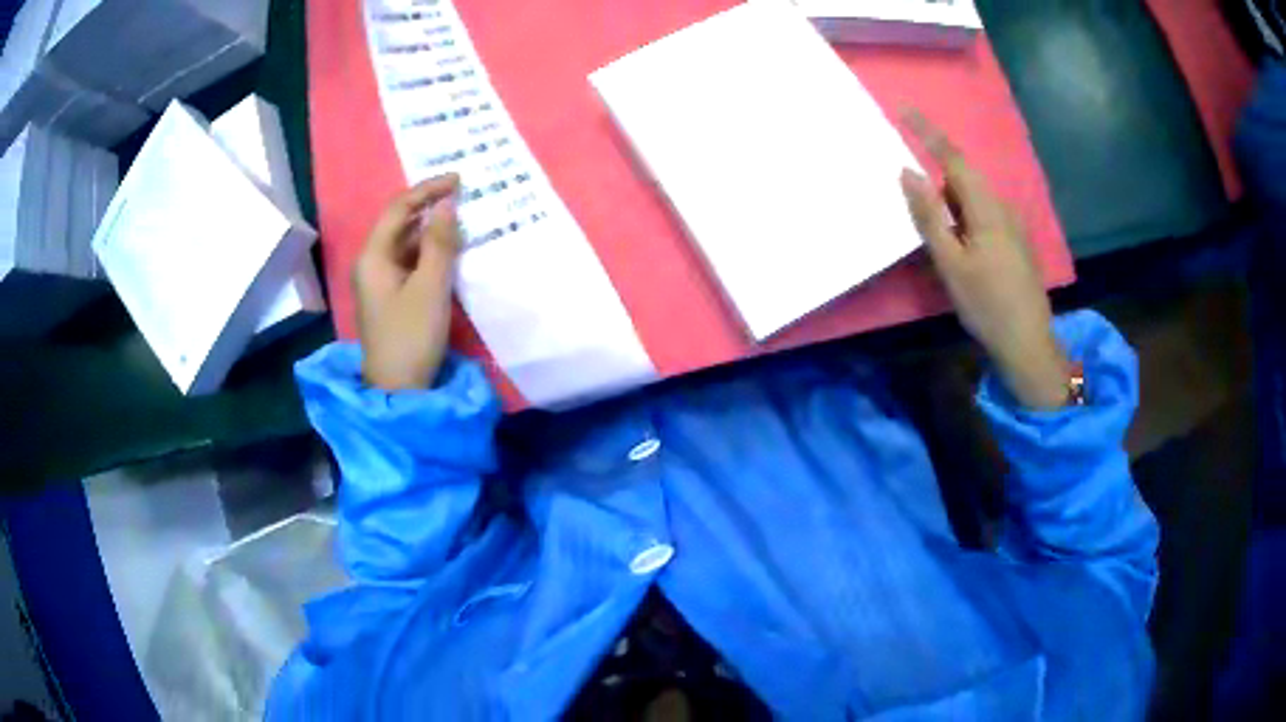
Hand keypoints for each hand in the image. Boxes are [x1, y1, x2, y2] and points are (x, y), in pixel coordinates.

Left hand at [353, 174, 460, 390]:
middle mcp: (371, 263)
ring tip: (462, 220)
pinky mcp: (390, 296)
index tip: (459, 180)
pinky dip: (429, 252)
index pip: (398, 208)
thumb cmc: (411, 337)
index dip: (427, 189)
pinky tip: (450, 252)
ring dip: (431, 230)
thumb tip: (447, 204)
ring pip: (406, 243)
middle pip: (399, 223)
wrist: (398, 390)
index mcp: (373, 256)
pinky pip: (409, 262)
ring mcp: (379, 281)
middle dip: (429, 207)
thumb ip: (440, 243)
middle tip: (464, 198)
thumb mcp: (431, 287)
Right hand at [899, 113, 1069, 408]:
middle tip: (919, 213)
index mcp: (985, 207)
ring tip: (942, 246)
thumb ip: (929, 216)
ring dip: (952, 209)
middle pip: (963, 179)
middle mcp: (1002, 206)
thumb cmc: (986, 304)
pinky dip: (965, 222)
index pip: (952, 157)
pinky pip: (985, 217)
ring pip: (974, 200)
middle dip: (938, 186)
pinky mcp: (1016, 242)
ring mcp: (1013, 225)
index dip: (927, 132)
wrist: (1029, 343)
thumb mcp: (950, 263)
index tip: (904, 109)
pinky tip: (963, 254)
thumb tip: (907, 173)